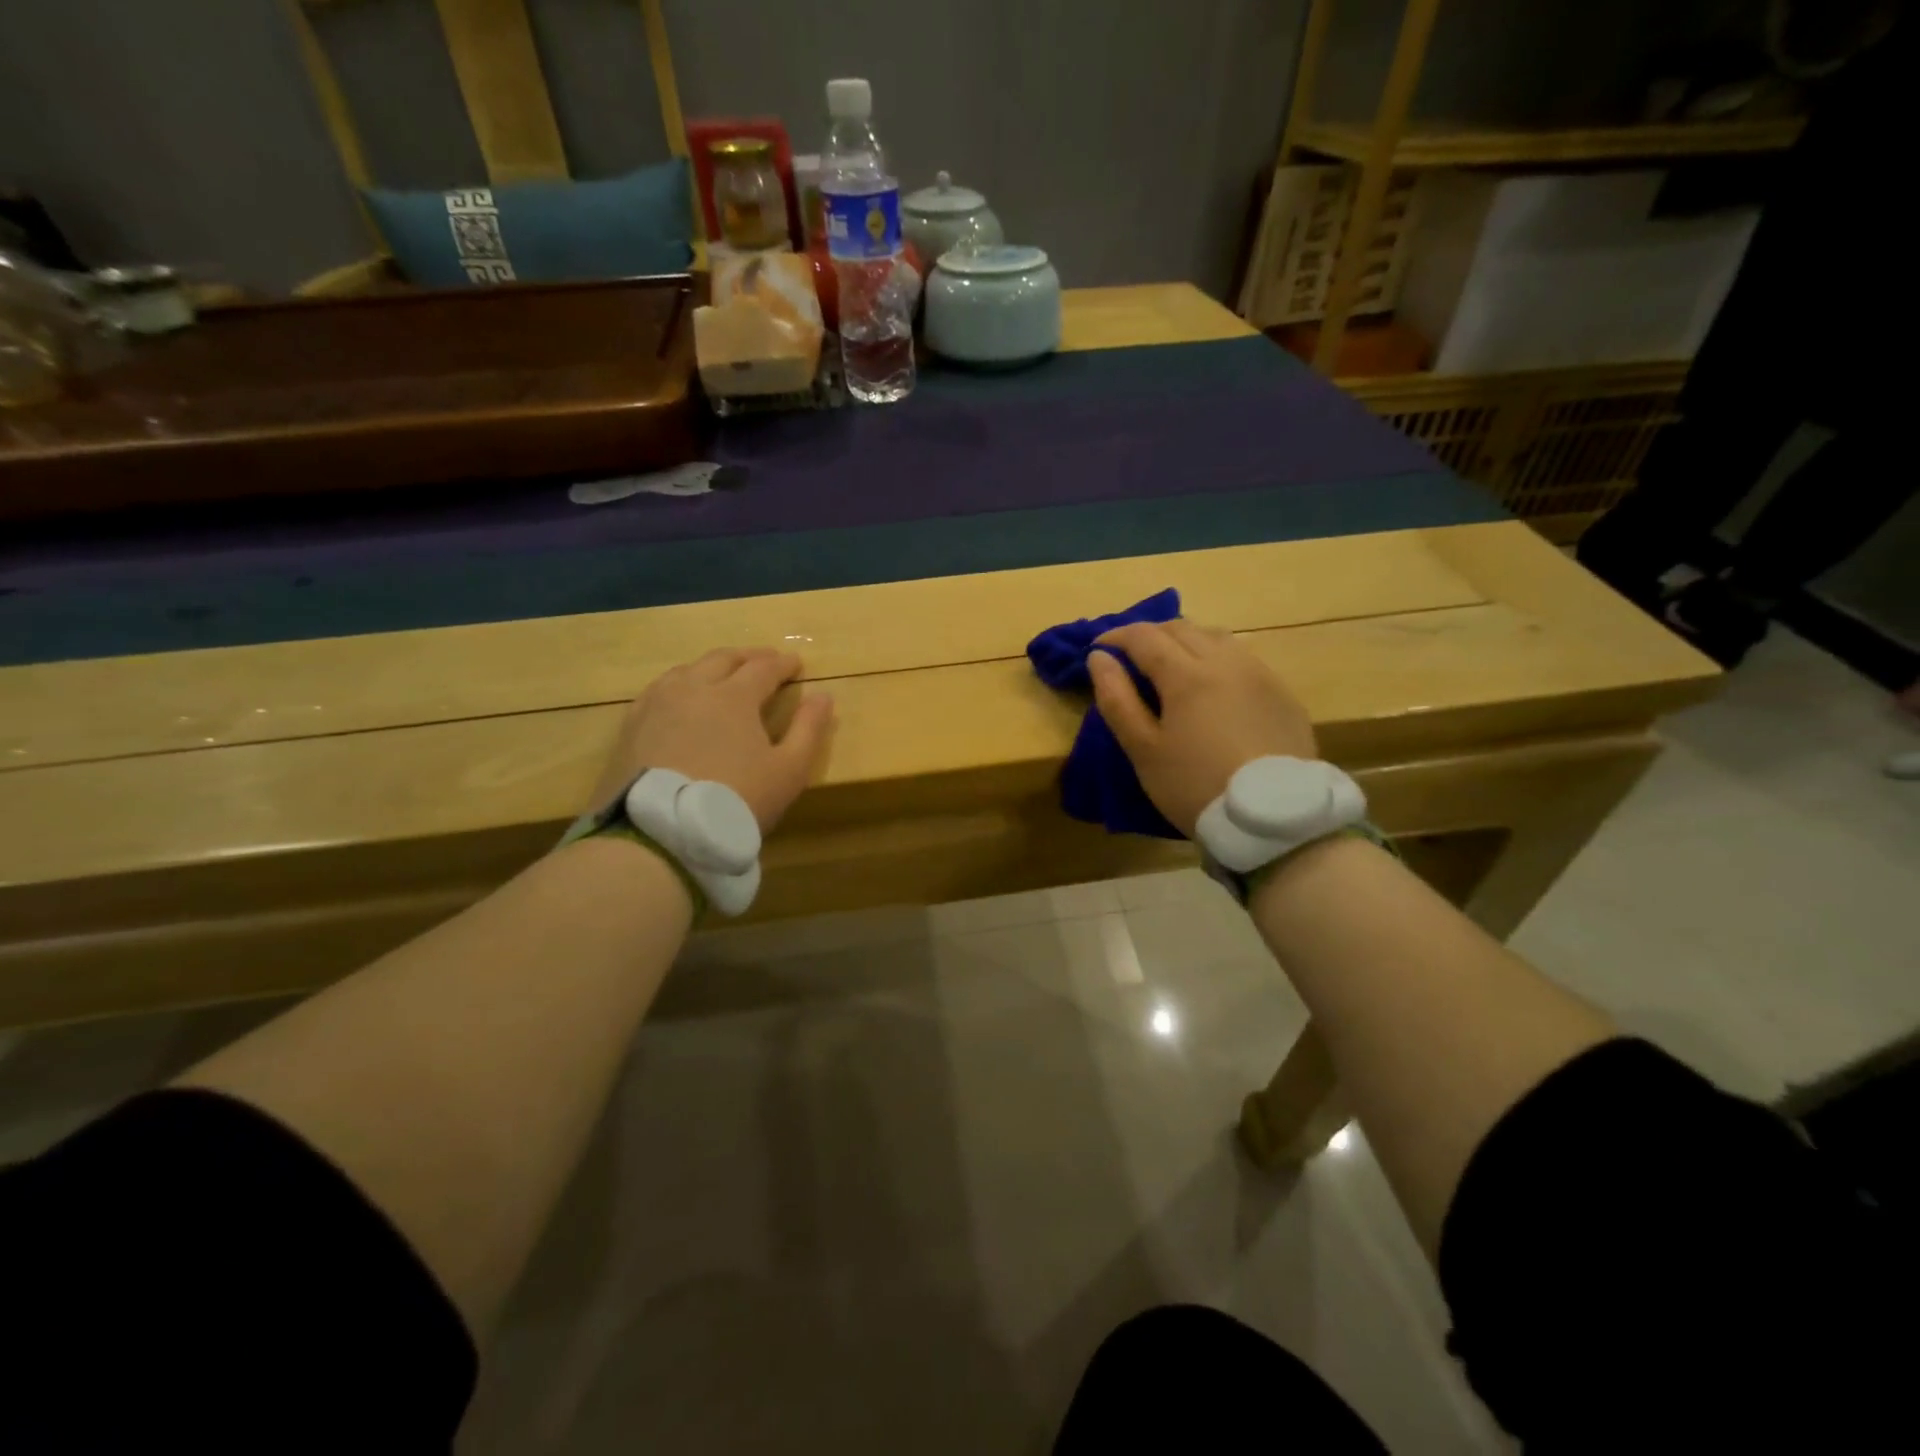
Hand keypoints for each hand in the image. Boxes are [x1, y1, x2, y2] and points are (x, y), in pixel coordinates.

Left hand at [589, 648, 834, 830]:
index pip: (764, 667)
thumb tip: (823, 695)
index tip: (796, 663)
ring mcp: (657, 704)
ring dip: (712, 667)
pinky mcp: (632, 725)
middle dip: (748, 657)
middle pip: (723, 659)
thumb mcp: (788, 771)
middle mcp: (694, 688)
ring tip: (723, 674)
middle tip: (764, 660)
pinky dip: (680, 684)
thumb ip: (809, 729)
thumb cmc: (735, 800)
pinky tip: (680, 698)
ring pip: (687, 670)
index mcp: (734, 695)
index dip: (783, 664)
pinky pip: (658, 690)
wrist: (661, 832)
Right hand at [1088, 619, 1316, 836]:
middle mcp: (1226, 661)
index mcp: (1187, 674)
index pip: (1144, 636)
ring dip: (1185, 640)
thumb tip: (1099, 658)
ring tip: (1170, 663)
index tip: (1097, 649)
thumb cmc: (1195, 786)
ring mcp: (1259, 674)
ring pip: (1216, 637)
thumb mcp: (1143, 750)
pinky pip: (1243, 658)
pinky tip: (1212, 684)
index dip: (1116, 636)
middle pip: (1181, 628)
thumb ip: (1117, 700)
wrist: (1273, 818)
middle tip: (1129, 655)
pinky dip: (1216, 658)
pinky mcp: (1282, 693)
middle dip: (1149, 635)